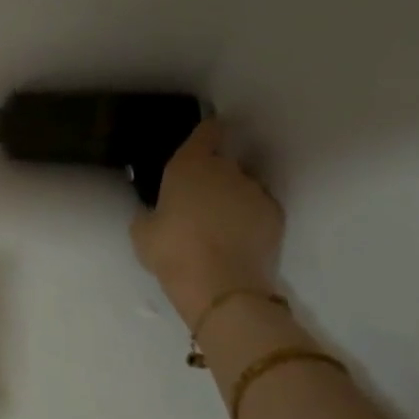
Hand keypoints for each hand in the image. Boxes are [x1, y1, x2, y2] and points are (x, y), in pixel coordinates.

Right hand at [131, 119, 283, 327]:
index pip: (206, 132)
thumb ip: (149, 213)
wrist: (222, 287)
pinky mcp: (275, 215)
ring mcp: (255, 191)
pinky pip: (258, 209)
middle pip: (224, 161)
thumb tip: (156, 211)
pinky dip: (249, 218)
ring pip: (242, 186)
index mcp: (190, 166)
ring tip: (218, 225)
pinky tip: (236, 240)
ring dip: (232, 198)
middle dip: (214, 175)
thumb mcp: (142, 233)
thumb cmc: (172, 252)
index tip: (202, 142)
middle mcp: (227, 170)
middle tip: (198, 200)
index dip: (205, 134)